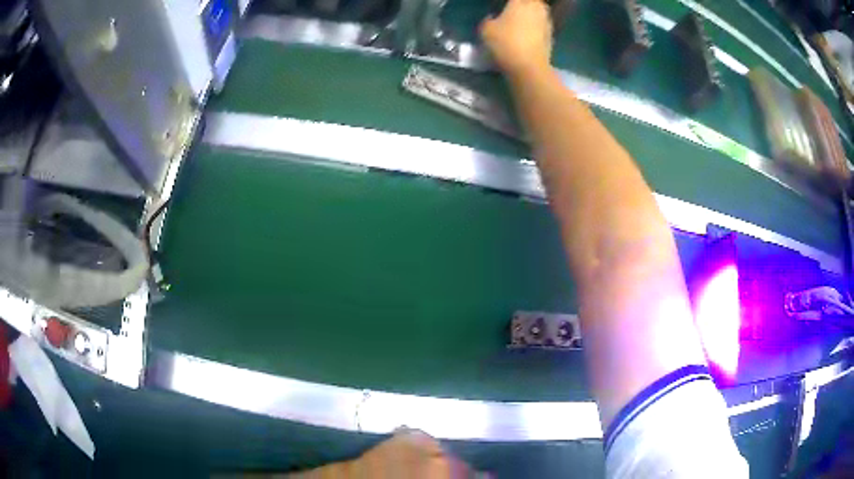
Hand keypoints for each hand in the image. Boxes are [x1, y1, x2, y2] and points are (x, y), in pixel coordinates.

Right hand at [480, 0, 552, 77]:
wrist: (529, 67)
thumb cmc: (505, 43)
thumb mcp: (486, 30)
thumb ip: (489, 20)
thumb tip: (493, 18)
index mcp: (519, 3)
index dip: (509, 1)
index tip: (503, 5)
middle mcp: (535, 8)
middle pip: (532, 1)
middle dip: (524, 3)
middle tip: (515, 7)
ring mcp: (546, 22)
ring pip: (540, 10)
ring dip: (533, 11)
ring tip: (523, 16)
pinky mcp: (551, 35)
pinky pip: (543, 23)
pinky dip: (537, 24)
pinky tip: (529, 30)